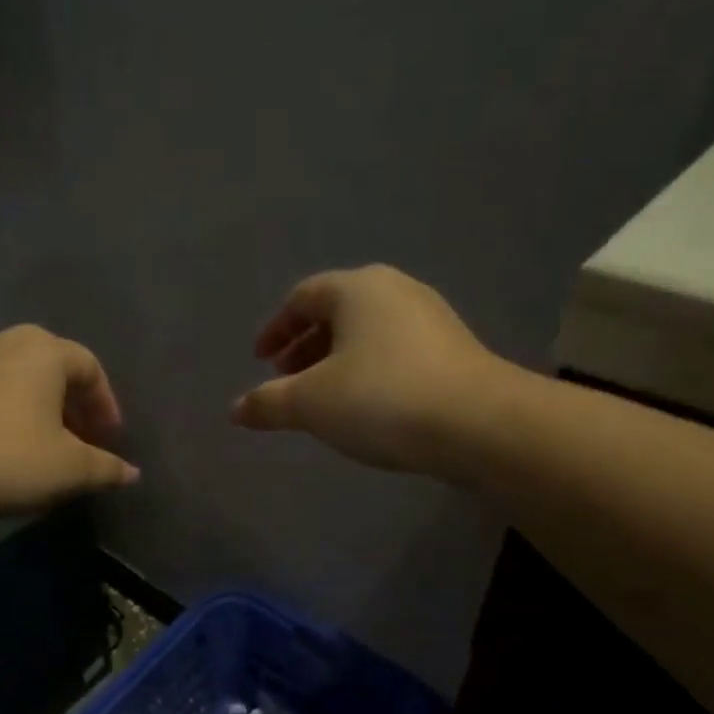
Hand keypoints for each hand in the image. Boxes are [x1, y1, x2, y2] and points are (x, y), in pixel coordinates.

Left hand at [0, 325, 138, 516]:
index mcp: (45, 351)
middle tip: (81, 438)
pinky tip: (5, 444)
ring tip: (44, 444)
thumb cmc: (8, 459)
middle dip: (73, 403)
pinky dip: (8, 410)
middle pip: (54, 366)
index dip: (106, 404)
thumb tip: (132, 473)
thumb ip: (107, 468)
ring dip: (40, 406)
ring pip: (19, 376)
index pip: (90, 368)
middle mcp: (7, 341)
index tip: (109, 439)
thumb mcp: (70, 469)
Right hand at [232, 265, 504, 474]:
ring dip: (336, 361)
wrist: (478, 424)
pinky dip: (368, 371)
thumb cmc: (382, 399)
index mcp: (357, 289)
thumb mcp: (311, 403)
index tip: (261, 360)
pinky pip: (395, 351)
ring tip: (322, 399)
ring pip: (367, 333)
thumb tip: (236, 410)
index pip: (303, 298)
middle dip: (305, 347)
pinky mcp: (453, 348)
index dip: (276, 329)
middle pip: (336, 313)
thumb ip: (268, 403)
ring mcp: (430, 317)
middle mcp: (395, 291)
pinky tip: (366, 406)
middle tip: (286, 381)